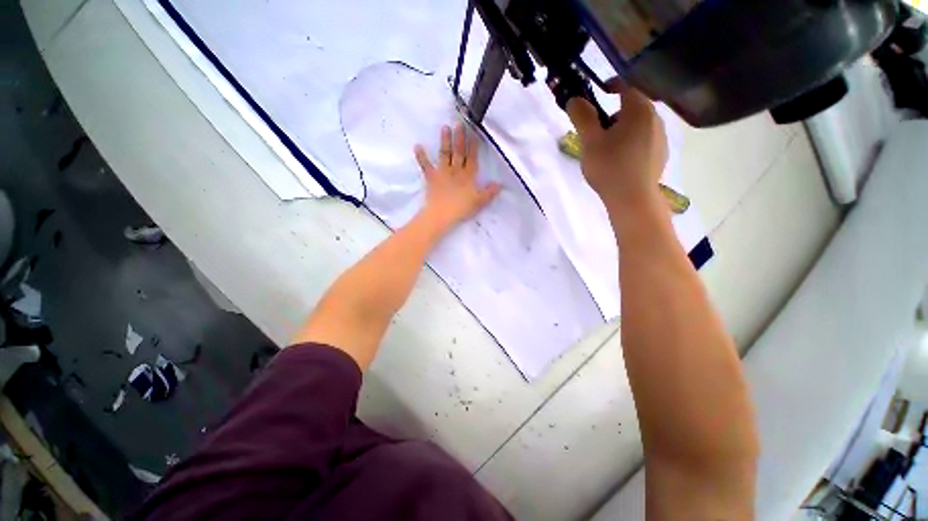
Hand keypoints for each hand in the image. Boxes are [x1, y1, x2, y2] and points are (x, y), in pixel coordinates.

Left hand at [414, 123, 501, 232]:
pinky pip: (425, 165)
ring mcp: (442, 173)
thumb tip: (499, 184)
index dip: (473, 146)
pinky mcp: (431, 178)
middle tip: (459, 123)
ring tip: (444, 127)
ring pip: (445, 154)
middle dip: (460, 138)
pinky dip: (421, 156)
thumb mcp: (479, 202)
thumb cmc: (462, 208)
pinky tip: (417, 146)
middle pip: (459, 152)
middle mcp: (456, 171)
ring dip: (445, 141)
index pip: (472, 158)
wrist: (442, 214)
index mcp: (468, 176)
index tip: (473, 133)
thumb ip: (489, 192)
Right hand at [566, 80, 667, 213]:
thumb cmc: (609, 167)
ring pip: (639, 124)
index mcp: (639, 110)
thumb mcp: (590, 141)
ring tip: (608, 148)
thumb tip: (575, 99)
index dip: (611, 85)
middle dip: (614, 113)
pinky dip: (632, 142)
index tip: (597, 93)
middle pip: (633, 106)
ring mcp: (661, 137)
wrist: (632, 198)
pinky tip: (621, 160)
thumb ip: (582, 117)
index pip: (626, 85)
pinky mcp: (661, 154)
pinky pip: (644, 139)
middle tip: (597, 130)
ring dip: (623, 129)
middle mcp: (655, 118)